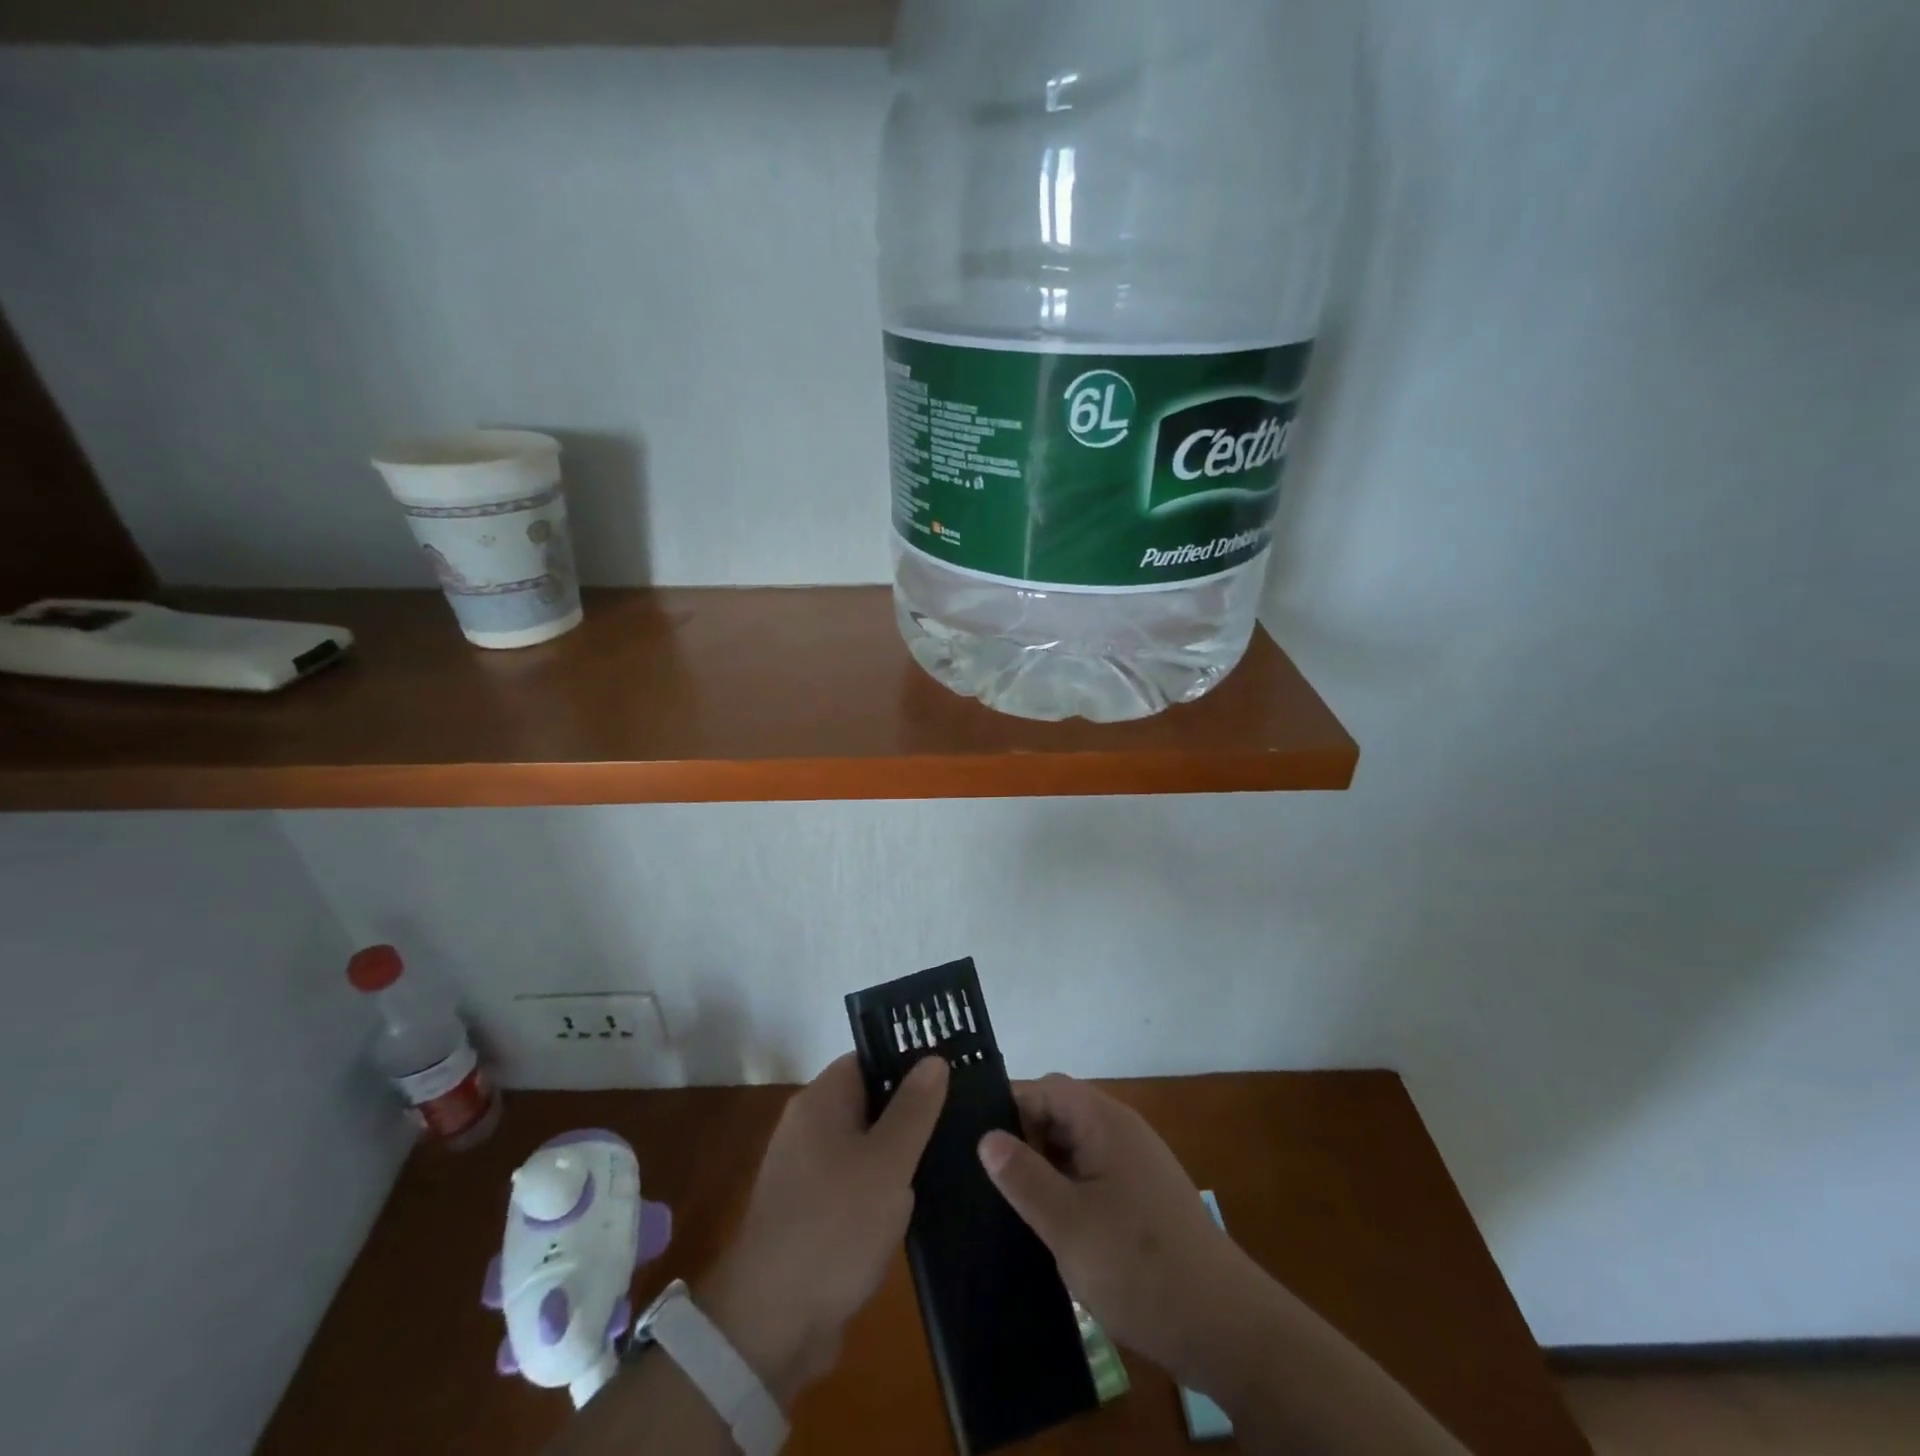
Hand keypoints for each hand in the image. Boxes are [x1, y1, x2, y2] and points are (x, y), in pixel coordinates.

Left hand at [700, 1053, 947, 1407]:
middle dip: (910, 1112)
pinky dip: (882, 1189)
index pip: (869, 1059)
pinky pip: (855, 1183)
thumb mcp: (888, 1162)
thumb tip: (934, 1058)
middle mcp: (808, 1127)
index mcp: (821, 1101)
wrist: (772, 1325)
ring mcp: (806, 1172)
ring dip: (899, 1155)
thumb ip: (914, 1108)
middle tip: (959, 1116)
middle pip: (869, 1101)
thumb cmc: (835, 1226)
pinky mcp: (812, 1213)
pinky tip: (916, 1203)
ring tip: (949, 1156)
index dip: (908, 1062)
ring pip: (865, 1145)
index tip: (952, 1072)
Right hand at [978, 1074, 1258, 1389]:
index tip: (973, 1144)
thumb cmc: (1140, 1267)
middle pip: (1058, 1115)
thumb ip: (1024, 1177)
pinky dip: (1065, 1191)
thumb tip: (985, 1137)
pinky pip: (1091, 1176)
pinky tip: (1047, 1228)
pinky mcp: (1141, 1199)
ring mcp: (1134, 1165)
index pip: (1045, 1089)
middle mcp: (1120, 1131)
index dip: (1008, 1108)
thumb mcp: (1068, 1225)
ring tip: (1007, 1206)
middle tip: (987, 1182)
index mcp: (1104, 1122)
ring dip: (1043, 1170)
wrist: (1225, 1328)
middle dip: (1022, 1142)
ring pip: (1073, 1148)